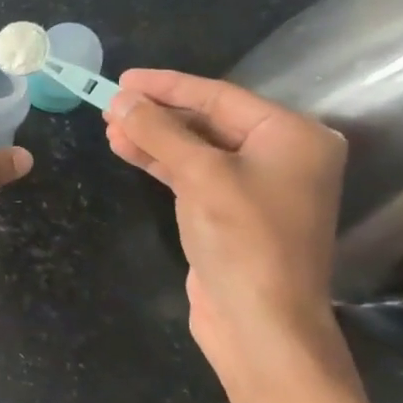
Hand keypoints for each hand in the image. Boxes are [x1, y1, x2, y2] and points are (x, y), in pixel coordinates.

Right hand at [105, 69, 366, 402]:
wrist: (260, 324)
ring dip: (153, 136)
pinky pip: (192, 172)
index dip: (168, 86)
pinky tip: (127, 150)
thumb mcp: (200, 176)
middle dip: (157, 113)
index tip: (123, 78)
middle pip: (208, 119)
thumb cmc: (243, 239)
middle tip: (110, 105)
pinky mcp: (231, 211)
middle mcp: (281, 155)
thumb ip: (160, 131)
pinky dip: (160, 161)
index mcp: (292, 136)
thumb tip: (121, 99)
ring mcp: (255, 185)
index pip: (220, 96)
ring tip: (109, 127)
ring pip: (195, 147)